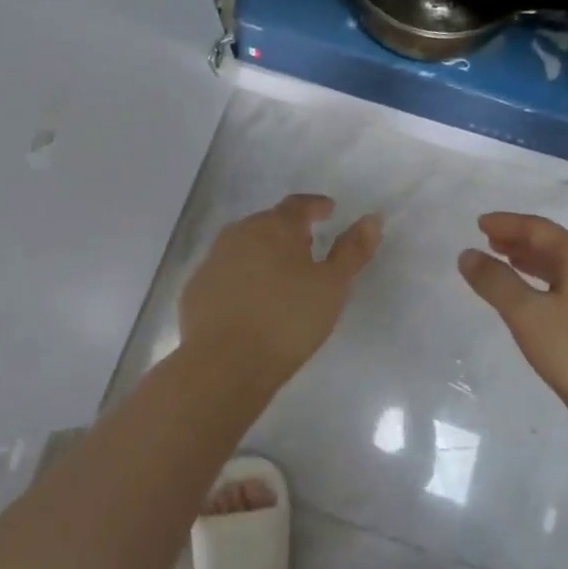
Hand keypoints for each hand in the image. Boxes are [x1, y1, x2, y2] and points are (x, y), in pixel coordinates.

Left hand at [180, 195, 381, 386]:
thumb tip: (371, 218)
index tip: (328, 211)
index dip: (316, 206)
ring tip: (279, 275)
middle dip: (288, 231)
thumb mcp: (332, 286)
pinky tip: (249, 301)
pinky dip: (240, 278)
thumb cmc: (288, 320)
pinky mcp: (196, 289)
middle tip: (307, 247)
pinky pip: (225, 273)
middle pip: (268, 223)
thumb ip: (352, 250)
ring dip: (262, 253)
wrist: (225, 363)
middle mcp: (240, 234)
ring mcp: (212, 260)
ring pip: (243, 246)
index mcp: (275, 227)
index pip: (298, 204)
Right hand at [458, 212, 567, 438]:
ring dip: (532, 263)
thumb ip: (495, 282)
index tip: (479, 223)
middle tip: (489, 242)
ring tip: (506, 264)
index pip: (540, 229)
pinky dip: (545, 285)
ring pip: (564, 270)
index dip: (509, 223)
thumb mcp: (527, 314)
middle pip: (555, 246)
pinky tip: (535, 303)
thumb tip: (468, 254)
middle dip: (520, 241)